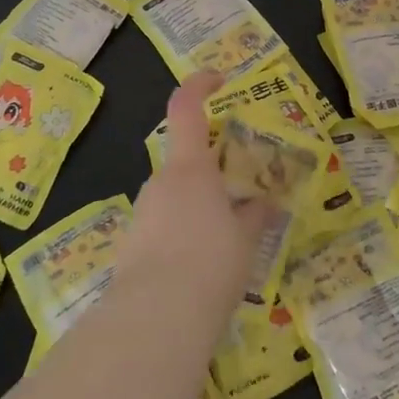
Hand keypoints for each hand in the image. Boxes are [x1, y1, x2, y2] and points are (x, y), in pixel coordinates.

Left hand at [119, 71, 277, 317]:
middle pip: (186, 160)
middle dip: (212, 170)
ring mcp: (143, 212)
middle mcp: (161, 181)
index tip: (219, 80)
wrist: (155, 319)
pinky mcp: (132, 244)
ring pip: (176, 195)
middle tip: (241, 193)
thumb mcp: (245, 239)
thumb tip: (266, 202)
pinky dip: (183, 232)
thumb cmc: (211, 264)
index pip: (186, 107)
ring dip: (198, 205)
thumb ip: (255, 216)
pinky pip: (164, 225)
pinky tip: (201, 266)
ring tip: (227, 239)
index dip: (200, 84)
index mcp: (190, 167)